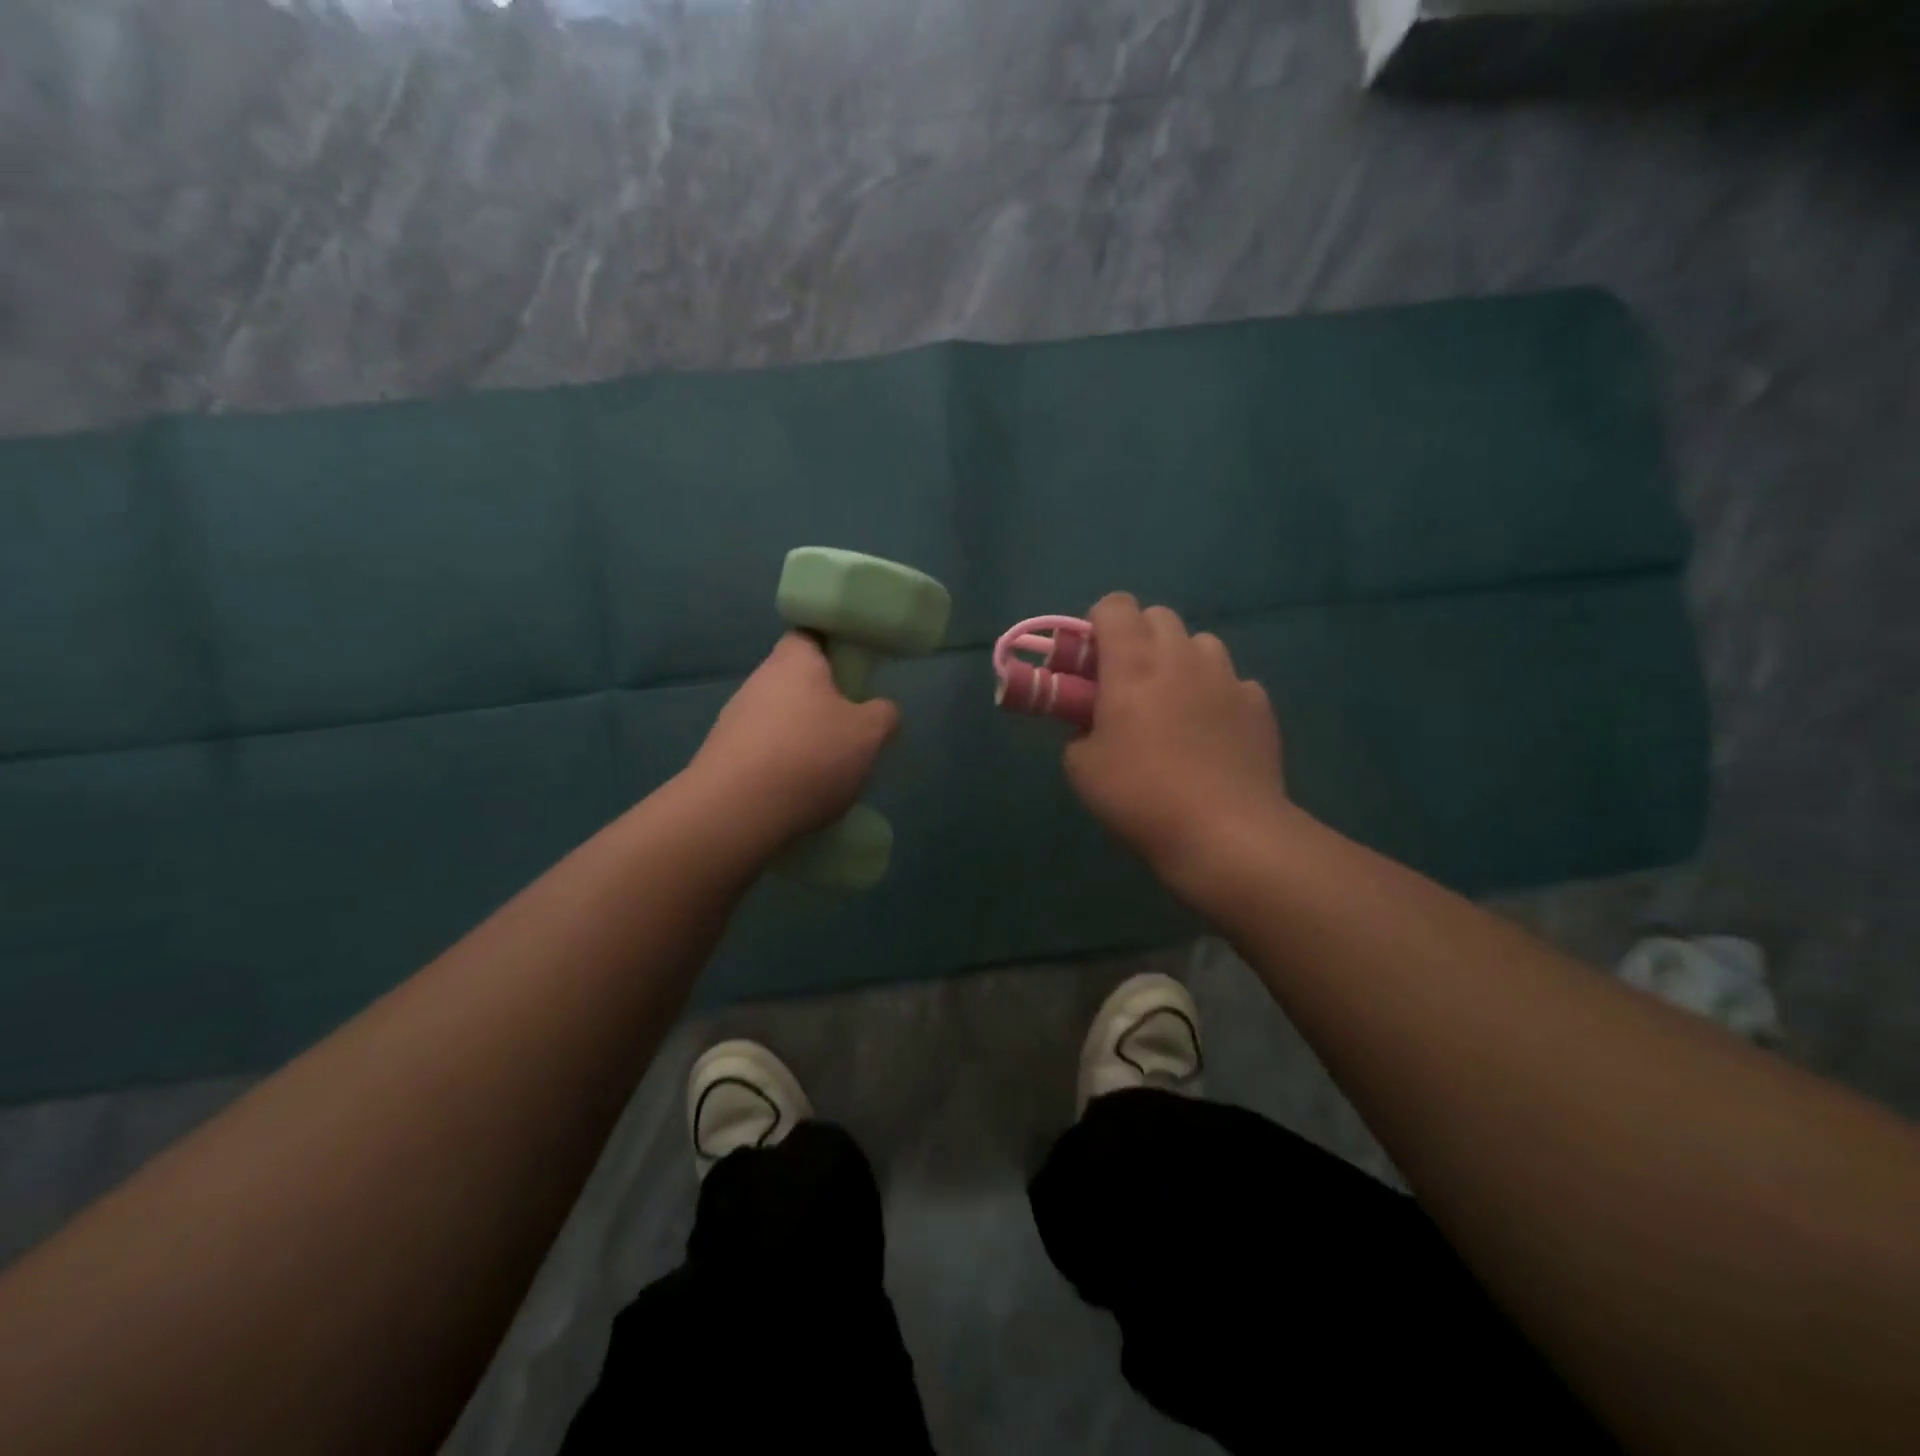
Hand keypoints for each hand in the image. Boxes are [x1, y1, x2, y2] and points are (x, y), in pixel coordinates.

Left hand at [686, 633, 899, 849]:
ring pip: (777, 718)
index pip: (810, 636)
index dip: (833, 648)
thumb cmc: (810, 757)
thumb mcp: (869, 734)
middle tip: (849, 728)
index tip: (853, 670)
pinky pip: (760, 751)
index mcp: (794, 662)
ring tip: (826, 770)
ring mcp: (733, 719)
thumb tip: (881, 710)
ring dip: (799, 736)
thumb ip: (883, 714)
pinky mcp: (721, 756)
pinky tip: (797, 792)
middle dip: (820, 701)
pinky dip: (780, 765)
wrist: (736, 812)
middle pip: (794, 680)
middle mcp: (757, 681)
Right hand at [1064, 594, 1295, 888]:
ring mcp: (1227, 678)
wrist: (1224, 832)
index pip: (1114, 606)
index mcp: (1132, 663)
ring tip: (1173, 706)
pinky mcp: (1259, 705)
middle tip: (1127, 685)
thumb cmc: (1140, 795)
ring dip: (1181, 661)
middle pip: (1159, 616)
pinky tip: (1211, 734)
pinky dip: (1217, 696)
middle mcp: (1181, 656)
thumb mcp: (1081, 767)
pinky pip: (1233, 682)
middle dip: (1139, 638)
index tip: (1091, 662)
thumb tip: (1092, 724)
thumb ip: (1079, 730)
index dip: (1098, 625)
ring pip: (1201, 644)